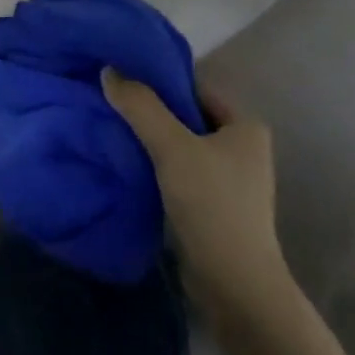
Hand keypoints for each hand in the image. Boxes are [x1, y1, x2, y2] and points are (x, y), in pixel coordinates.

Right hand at [102, 69, 287, 312]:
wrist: (234, 284)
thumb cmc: (212, 204)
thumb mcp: (172, 146)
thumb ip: (140, 106)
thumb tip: (109, 70)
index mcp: (245, 125)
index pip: (195, 88)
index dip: (159, 79)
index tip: (120, 76)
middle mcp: (242, 148)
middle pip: (186, 116)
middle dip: (150, 110)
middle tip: (109, 101)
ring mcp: (229, 180)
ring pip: (179, 146)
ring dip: (149, 139)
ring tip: (110, 128)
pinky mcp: (212, 206)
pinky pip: (177, 172)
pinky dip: (154, 165)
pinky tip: (125, 163)